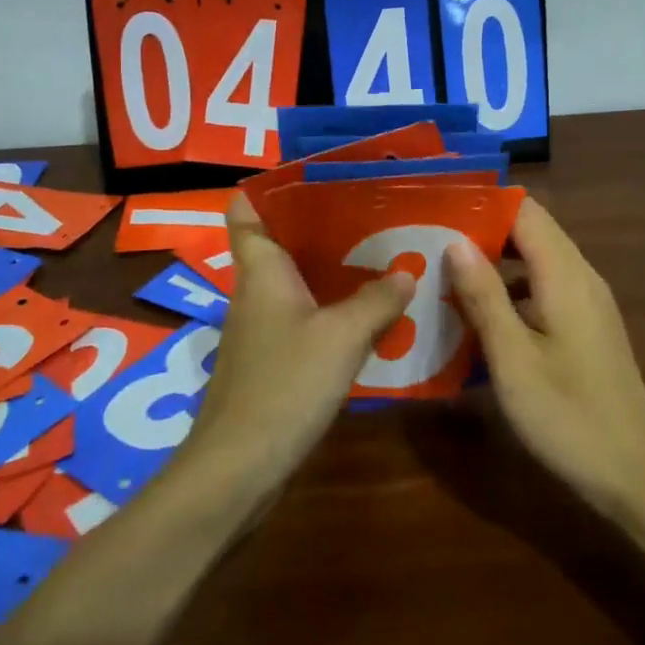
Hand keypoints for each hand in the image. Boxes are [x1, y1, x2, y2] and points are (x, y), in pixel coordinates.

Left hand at [185, 194, 414, 489]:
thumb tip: (407, 272)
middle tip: (373, 213)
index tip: (316, 176)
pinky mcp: (271, 360)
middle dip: (323, 225)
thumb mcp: (342, 336)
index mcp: (261, 269)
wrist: (238, 468)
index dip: (271, 188)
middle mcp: (255, 291)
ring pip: (296, 282)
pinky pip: (304, 318)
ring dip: (333, 271)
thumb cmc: (285, 385)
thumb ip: (377, 300)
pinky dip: (332, 310)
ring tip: (383, 257)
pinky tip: (370, 316)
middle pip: (282, 242)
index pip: (247, 210)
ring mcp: (261, 328)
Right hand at [446, 198, 644, 515]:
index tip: (437, 208)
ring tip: (443, 272)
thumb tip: (455, 241)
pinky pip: (543, 288)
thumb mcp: (513, 359)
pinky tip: (478, 314)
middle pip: (530, 231)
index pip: (525, 211)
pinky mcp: (585, 326)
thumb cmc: (568, 416)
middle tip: (429, 240)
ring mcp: (587, 302)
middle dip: (481, 230)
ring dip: (493, 262)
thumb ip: (484, 296)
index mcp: (566, 276)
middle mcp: (581, 277)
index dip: (482, 203)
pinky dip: (510, 290)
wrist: (634, 475)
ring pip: (535, 261)